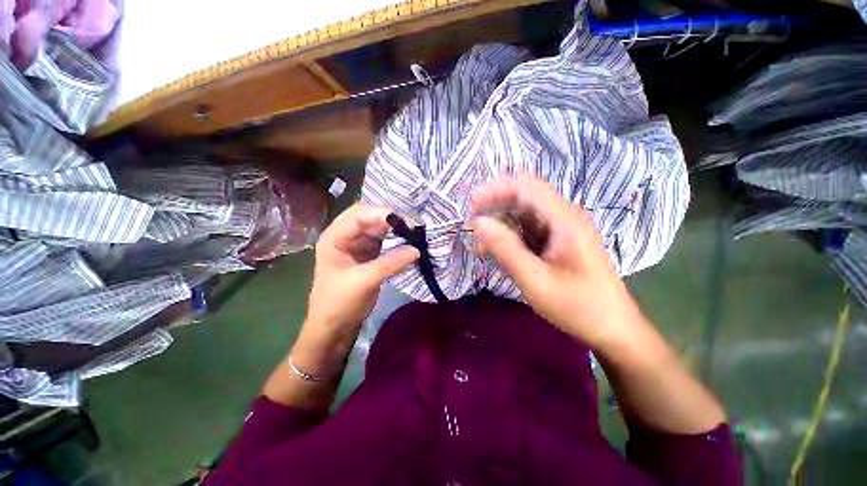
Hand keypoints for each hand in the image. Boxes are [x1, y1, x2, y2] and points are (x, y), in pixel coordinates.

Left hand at [305, 204, 419, 337]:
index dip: (382, 213)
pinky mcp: (363, 259)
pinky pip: (380, 245)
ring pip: (377, 231)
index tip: (407, 222)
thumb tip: (417, 250)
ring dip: (394, 233)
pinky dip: (394, 245)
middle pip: (369, 219)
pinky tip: (409, 247)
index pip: (359, 213)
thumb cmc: (339, 304)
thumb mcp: (364, 282)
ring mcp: (353, 248)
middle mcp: (343, 237)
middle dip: (391, 222)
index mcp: (334, 237)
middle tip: (415, 228)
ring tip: (416, 237)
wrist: (331, 330)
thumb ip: (390, 263)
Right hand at [470, 174, 643, 350]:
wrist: (614, 326)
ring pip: (531, 214)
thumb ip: (506, 250)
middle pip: (527, 197)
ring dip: (507, 225)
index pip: (526, 185)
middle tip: (475, 233)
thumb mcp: (537, 282)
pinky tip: (507, 256)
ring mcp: (569, 230)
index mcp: (564, 219)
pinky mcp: (569, 244)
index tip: (470, 208)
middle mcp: (568, 217)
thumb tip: (478, 223)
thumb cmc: (578, 306)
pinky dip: (519, 238)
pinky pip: (539, 230)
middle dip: (497, 208)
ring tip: (485, 249)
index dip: (495, 189)